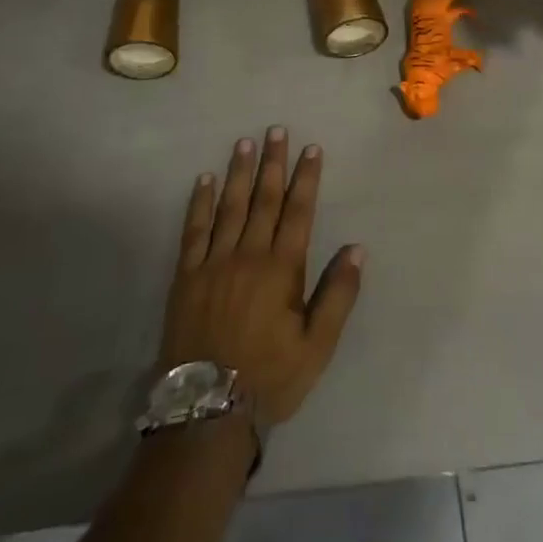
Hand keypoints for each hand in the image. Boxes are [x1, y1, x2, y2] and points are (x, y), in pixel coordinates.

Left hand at [158, 128, 364, 426]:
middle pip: (263, 199)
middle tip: (276, 130)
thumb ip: (338, 294)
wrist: (207, 411)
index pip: (298, 212)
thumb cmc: (270, 377)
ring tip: (245, 142)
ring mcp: (213, 263)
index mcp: (282, 269)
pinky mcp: (186, 276)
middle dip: (273, 163)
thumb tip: (357, 248)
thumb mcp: (317, 345)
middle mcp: (248, 255)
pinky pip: (194, 230)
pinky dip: (200, 202)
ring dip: (239, 172)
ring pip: (229, 206)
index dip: (306, 178)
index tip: (311, 149)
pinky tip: (204, 180)